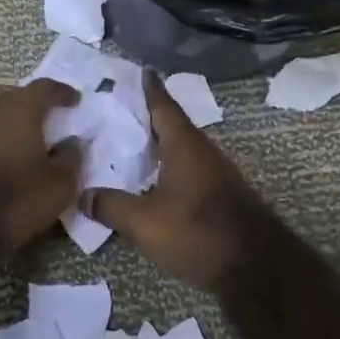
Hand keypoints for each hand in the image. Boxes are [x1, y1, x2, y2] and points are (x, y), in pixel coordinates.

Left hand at [0, 80, 81, 257]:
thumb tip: (73, 142)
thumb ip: (71, 158)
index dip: (62, 92)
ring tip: (31, 142)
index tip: (75, 101)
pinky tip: (5, 159)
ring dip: (14, 124)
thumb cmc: (14, 199)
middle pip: (17, 98)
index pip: (45, 87)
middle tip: (54, 120)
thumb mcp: (58, 186)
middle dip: (36, 106)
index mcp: (20, 109)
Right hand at [84, 72, 273, 290]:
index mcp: (184, 145)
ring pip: (182, 148)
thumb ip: (111, 206)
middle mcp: (203, 151)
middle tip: (123, 109)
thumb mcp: (144, 222)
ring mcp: (216, 173)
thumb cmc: (198, 232)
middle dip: (149, 116)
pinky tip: (155, 179)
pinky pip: (189, 168)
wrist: (257, 268)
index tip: (141, 70)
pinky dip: (169, 165)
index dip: (150, 89)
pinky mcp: (222, 195)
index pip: (164, 106)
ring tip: (133, 142)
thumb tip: (82, 195)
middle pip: (173, 125)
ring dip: (160, 143)